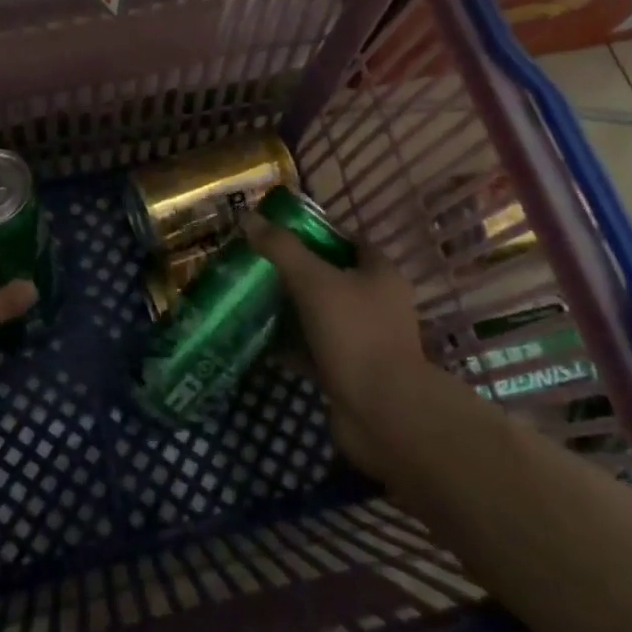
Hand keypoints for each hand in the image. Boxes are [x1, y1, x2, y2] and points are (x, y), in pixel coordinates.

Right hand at [243, 211, 431, 476]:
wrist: (382, 414)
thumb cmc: (354, 334)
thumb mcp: (313, 280)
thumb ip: (282, 248)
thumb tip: (249, 217)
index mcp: (380, 274)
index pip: (348, 240)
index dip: (315, 233)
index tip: (278, 234)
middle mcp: (378, 304)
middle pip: (332, 278)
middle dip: (297, 272)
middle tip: (258, 266)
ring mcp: (366, 341)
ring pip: (322, 315)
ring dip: (292, 310)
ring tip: (253, 300)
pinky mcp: (351, 373)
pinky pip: (315, 350)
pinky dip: (292, 346)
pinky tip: (261, 340)